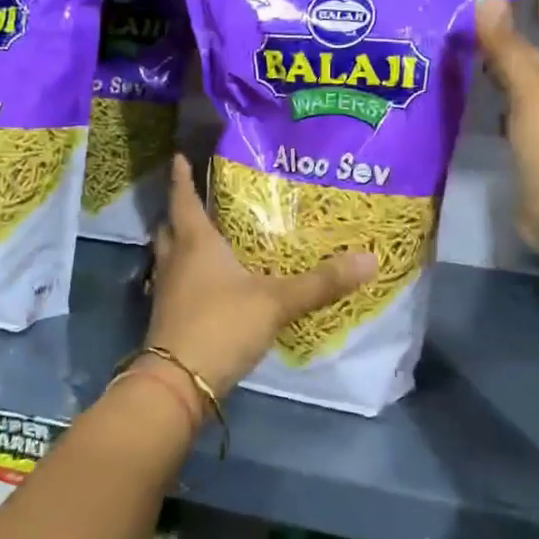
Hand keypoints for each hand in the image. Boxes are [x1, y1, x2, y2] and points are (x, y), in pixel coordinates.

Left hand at [140, 155, 376, 413]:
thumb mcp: (276, 301)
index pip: (184, 199)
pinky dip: (186, 276)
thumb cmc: (222, 325)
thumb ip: (321, 282)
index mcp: (196, 243)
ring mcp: (167, 291)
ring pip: (169, 257)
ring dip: (181, 245)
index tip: (179, 156)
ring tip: (206, 239)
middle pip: (171, 227)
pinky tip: (207, 285)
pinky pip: (174, 284)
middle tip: (199, 200)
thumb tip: (370, 259)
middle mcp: (175, 261)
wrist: (178, 382)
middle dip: (180, 211)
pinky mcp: (167, 318)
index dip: (182, 177)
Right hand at [476, 0, 538, 244]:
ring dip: (514, 81)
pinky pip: (525, 126)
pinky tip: (486, 113)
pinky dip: (507, 113)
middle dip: (528, 49)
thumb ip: (508, 47)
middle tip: (491, 37)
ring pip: (537, 98)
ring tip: (480, 68)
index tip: (536, 5)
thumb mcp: (532, 92)